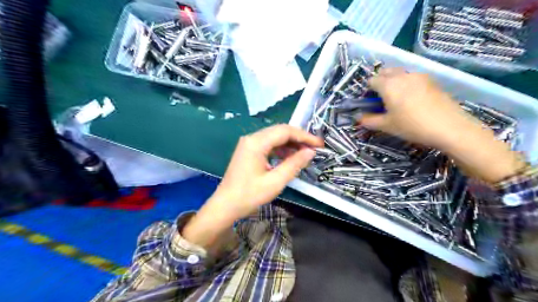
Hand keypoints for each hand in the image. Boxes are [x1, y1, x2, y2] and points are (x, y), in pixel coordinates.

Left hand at [183, 124, 320, 247]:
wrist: (225, 205)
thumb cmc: (249, 195)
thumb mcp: (275, 181)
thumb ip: (294, 164)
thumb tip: (310, 152)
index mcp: (256, 143)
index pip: (285, 131)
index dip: (304, 136)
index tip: (319, 144)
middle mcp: (251, 138)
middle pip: (280, 131)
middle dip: (299, 138)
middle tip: (314, 148)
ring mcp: (248, 144)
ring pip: (274, 137)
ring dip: (290, 143)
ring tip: (305, 153)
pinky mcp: (248, 151)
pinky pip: (268, 144)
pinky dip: (281, 149)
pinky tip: (289, 157)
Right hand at [359, 67, 476, 149]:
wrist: (449, 127)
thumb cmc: (412, 126)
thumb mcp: (387, 126)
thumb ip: (369, 120)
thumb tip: (358, 117)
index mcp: (388, 85)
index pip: (371, 80)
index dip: (367, 90)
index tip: (369, 102)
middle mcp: (402, 76)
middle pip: (386, 71)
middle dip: (380, 81)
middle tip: (381, 98)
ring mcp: (419, 76)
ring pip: (400, 73)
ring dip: (393, 81)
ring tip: (397, 98)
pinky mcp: (431, 80)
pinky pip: (413, 77)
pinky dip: (406, 83)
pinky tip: (412, 98)